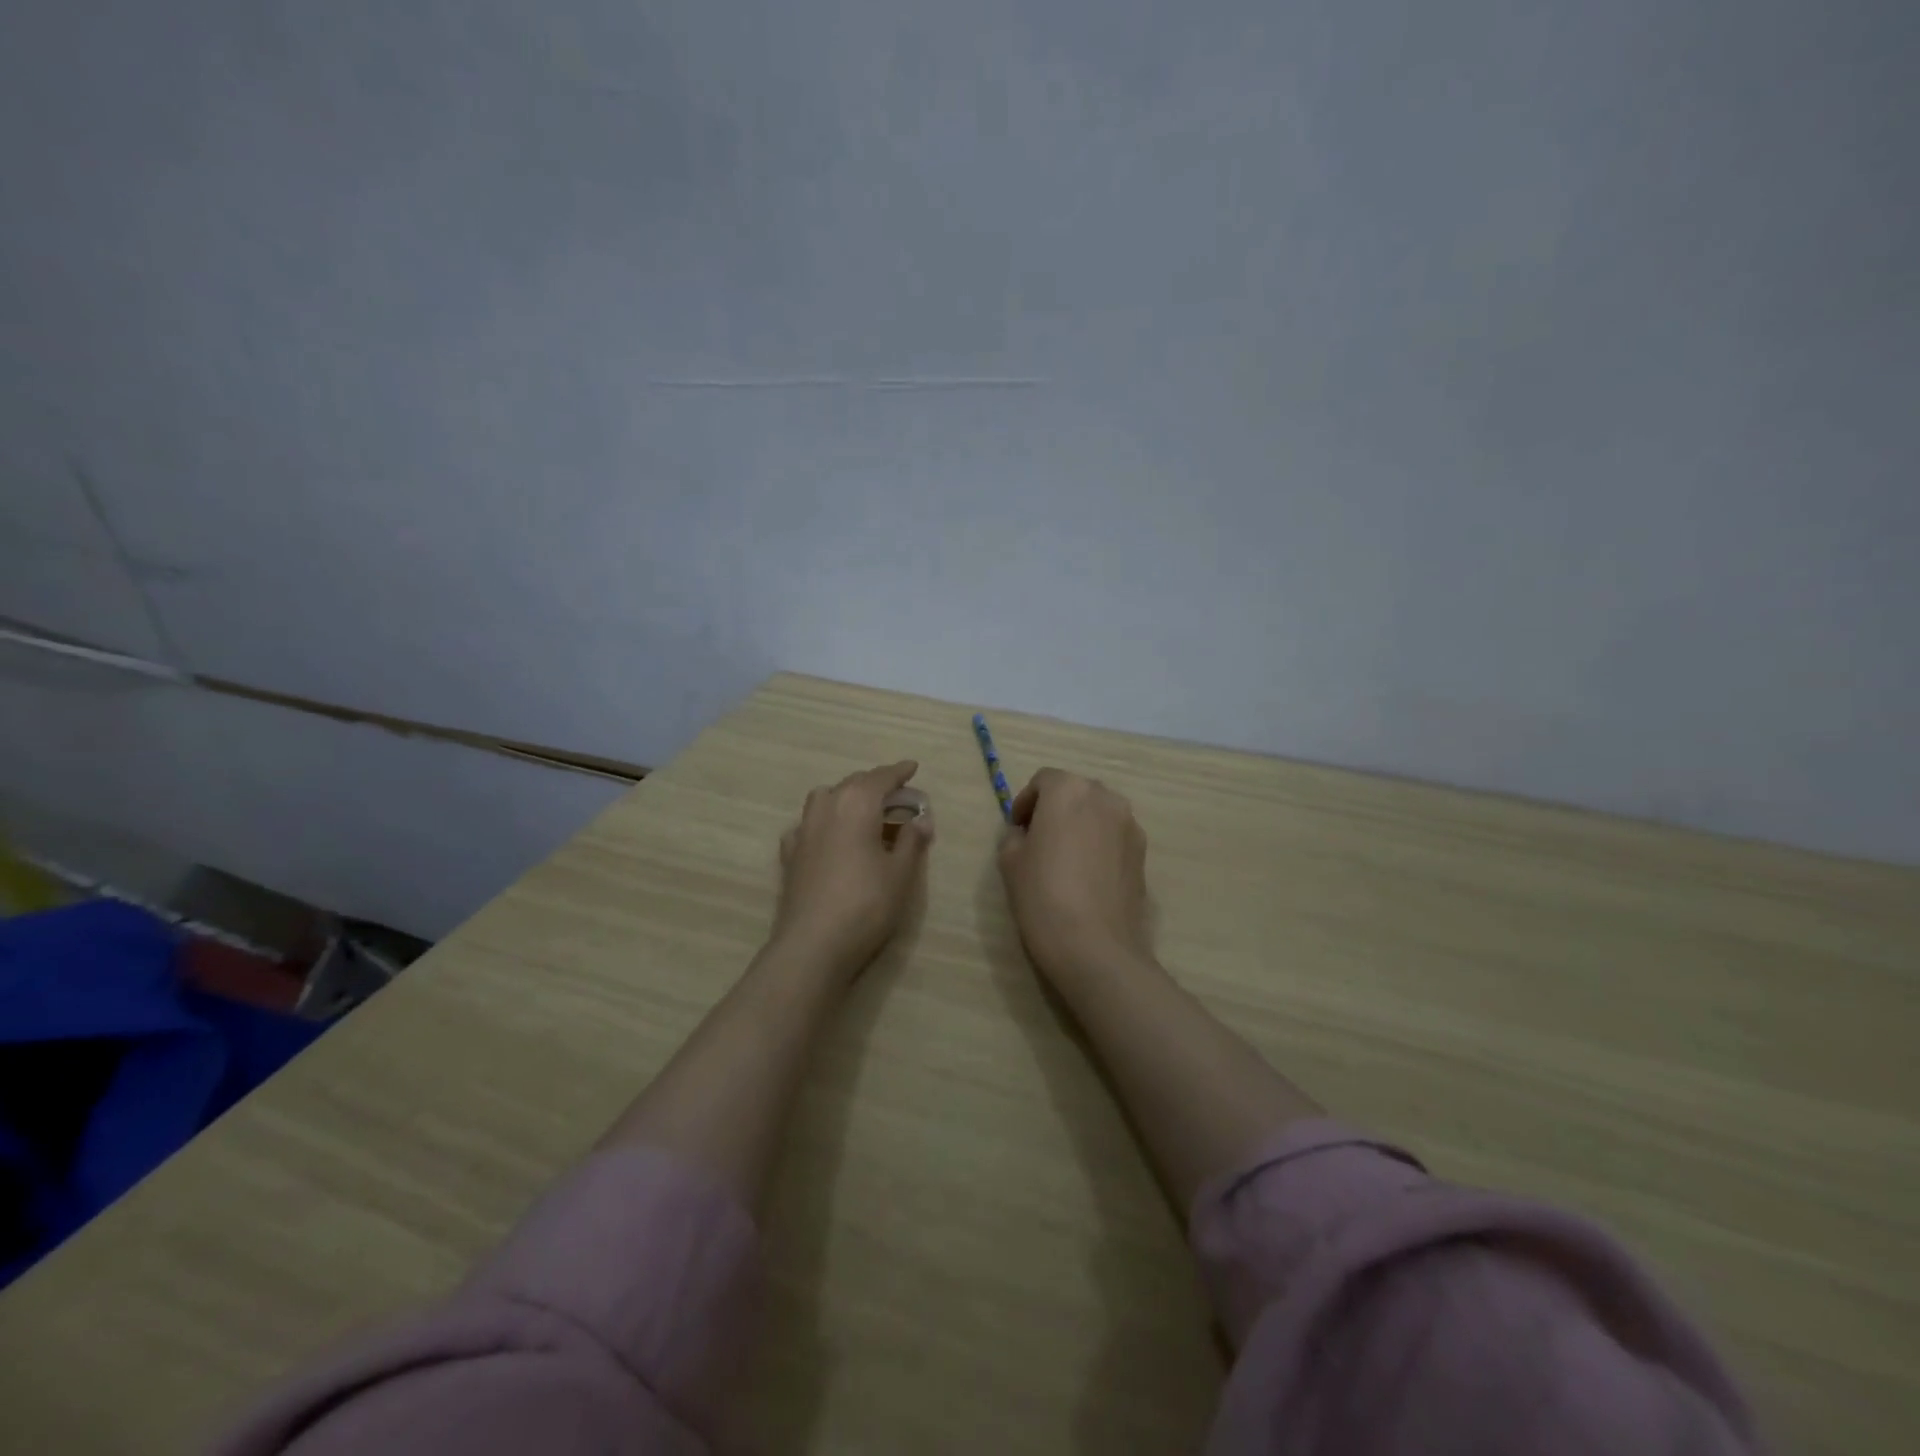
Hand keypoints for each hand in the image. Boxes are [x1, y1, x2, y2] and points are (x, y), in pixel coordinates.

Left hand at [770, 760, 933, 978]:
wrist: (813, 943)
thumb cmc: (866, 904)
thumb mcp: (900, 874)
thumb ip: (911, 841)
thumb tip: (921, 820)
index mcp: (857, 804)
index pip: (881, 778)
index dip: (899, 772)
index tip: (912, 767)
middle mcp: (826, 807)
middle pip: (853, 783)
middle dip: (875, 784)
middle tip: (896, 794)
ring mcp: (803, 830)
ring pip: (825, 798)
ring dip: (845, 796)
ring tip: (862, 811)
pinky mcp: (789, 854)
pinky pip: (808, 825)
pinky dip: (823, 822)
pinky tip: (830, 838)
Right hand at [997, 769, 1151, 983]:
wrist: (1096, 947)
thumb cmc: (1043, 897)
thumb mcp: (1010, 862)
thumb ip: (1014, 835)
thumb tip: (1026, 834)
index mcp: (1068, 790)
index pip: (1043, 780)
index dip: (1026, 802)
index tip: (1017, 829)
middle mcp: (1105, 797)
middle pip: (1075, 792)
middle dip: (1055, 809)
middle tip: (1038, 841)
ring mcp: (1130, 824)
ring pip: (1098, 813)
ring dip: (1080, 825)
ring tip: (1065, 859)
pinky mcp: (1143, 853)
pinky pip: (1114, 836)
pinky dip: (1099, 845)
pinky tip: (1087, 877)